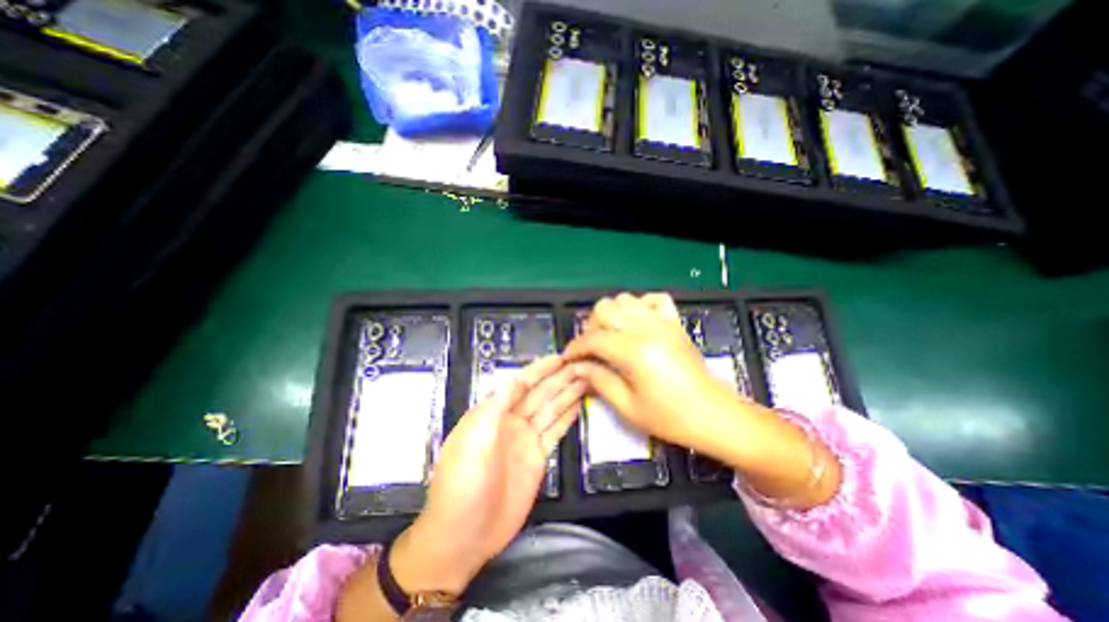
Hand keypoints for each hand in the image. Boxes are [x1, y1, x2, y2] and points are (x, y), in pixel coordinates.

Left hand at [390, 354, 583, 592]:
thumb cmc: (463, 484)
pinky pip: (555, 431)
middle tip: (581, 364)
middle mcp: (511, 422)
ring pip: (550, 409)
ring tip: (585, 378)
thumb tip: (514, 379)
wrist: (464, 535)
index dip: (540, 370)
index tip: (560, 358)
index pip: (521, 384)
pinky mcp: (537, 457)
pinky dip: (566, 418)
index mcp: (493, 414)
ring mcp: (526, 439)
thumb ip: (494, 408)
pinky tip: (577, 405)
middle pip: (540, 394)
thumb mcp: (473, 440)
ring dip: (567, 394)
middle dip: (559, 379)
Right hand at [566, 295, 739, 453]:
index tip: (569, 358)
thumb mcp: (628, 406)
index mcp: (634, 351)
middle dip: (590, 327)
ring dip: (611, 315)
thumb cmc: (670, 417)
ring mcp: (663, 322)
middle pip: (605, 308)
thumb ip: (598, 381)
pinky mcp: (674, 323)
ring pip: (625, 299)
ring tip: (611, 336)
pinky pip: (654, 299)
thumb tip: (577, 367)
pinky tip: (637, 324)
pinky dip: (639, 306)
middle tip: (591, 349)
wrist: (714, 415)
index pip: (593, 338)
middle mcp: (647, 329)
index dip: (576, 347)